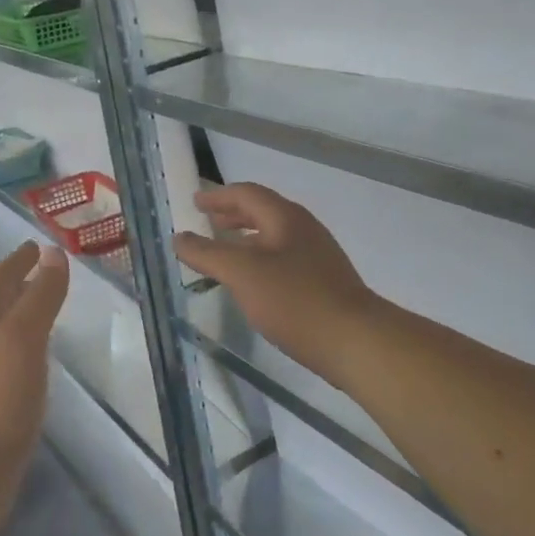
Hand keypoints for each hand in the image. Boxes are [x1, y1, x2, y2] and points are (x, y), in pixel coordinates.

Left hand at [0, 242, 68, 466]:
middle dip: (17, 286)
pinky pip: (10, 366)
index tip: (35, 245)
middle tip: (42, 272)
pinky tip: (37, 365)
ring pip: (2, 336)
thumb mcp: (24, 337)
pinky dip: (25, 352)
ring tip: (43, 314)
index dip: (18, 261)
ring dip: (20, 318)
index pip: (0, 281)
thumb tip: (54, 253)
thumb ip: (41, 296)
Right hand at [174, 183, 380, 386]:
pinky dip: (260, 260)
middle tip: (209, 222)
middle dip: (234, 215)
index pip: (247, 194)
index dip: (219, 196)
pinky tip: (253, 284)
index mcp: (286, 218)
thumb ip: (207, 254)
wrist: (355, 341)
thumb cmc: (295, 300)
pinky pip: (283, 260)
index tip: (196, 202)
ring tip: (225, 253)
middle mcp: (303, 230)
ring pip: (274, 237)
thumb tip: (179, 237)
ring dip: (246, 239)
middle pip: (263, 212)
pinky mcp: (323, 283)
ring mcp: (317, 257)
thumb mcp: (242, 273)